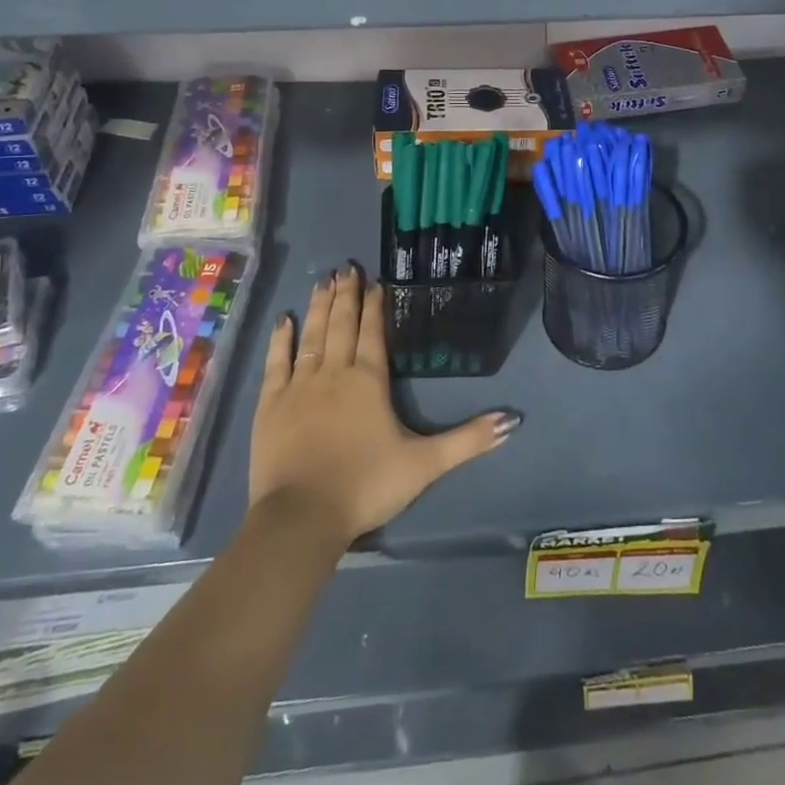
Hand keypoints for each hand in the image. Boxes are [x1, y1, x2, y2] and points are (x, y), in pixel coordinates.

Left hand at [249, 264, 517, 544]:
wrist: (302, 517)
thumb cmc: (366, 486)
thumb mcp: (425, 464)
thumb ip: (468, 440)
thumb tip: (513, 420)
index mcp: (369, 380)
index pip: (374, 332)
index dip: (375, 305)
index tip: (375, 281)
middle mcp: (335, 372)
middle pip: (342, 324)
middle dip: (347, 294)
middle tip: (347, 267)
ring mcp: (299, 385)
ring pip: (312, 334)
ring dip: (319, 306)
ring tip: (324, 279)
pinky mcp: (271, 403)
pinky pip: (277, 361)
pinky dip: (281, 338)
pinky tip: (284, 319)